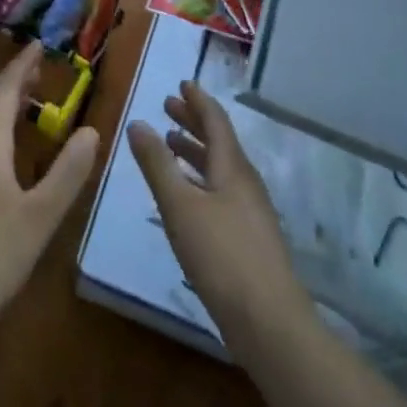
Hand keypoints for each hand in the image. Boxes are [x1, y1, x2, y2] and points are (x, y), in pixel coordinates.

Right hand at [128, 82, 313, 347]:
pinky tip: (187, 197)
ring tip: (172, 144)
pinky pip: (222, 191)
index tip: (183, 83)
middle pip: (219, 142)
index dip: (198, 101)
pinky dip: (201, 179)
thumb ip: (157, 164)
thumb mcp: (179, 205)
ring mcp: (250, 212)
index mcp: (232, 167)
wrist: (269, 322)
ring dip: (196, 151)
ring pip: (220, 168)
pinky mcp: (249, 238)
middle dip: (194, 122)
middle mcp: (245, 182)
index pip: (215, 121)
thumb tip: (137, 122)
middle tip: (169, 107)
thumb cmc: (221, 255)